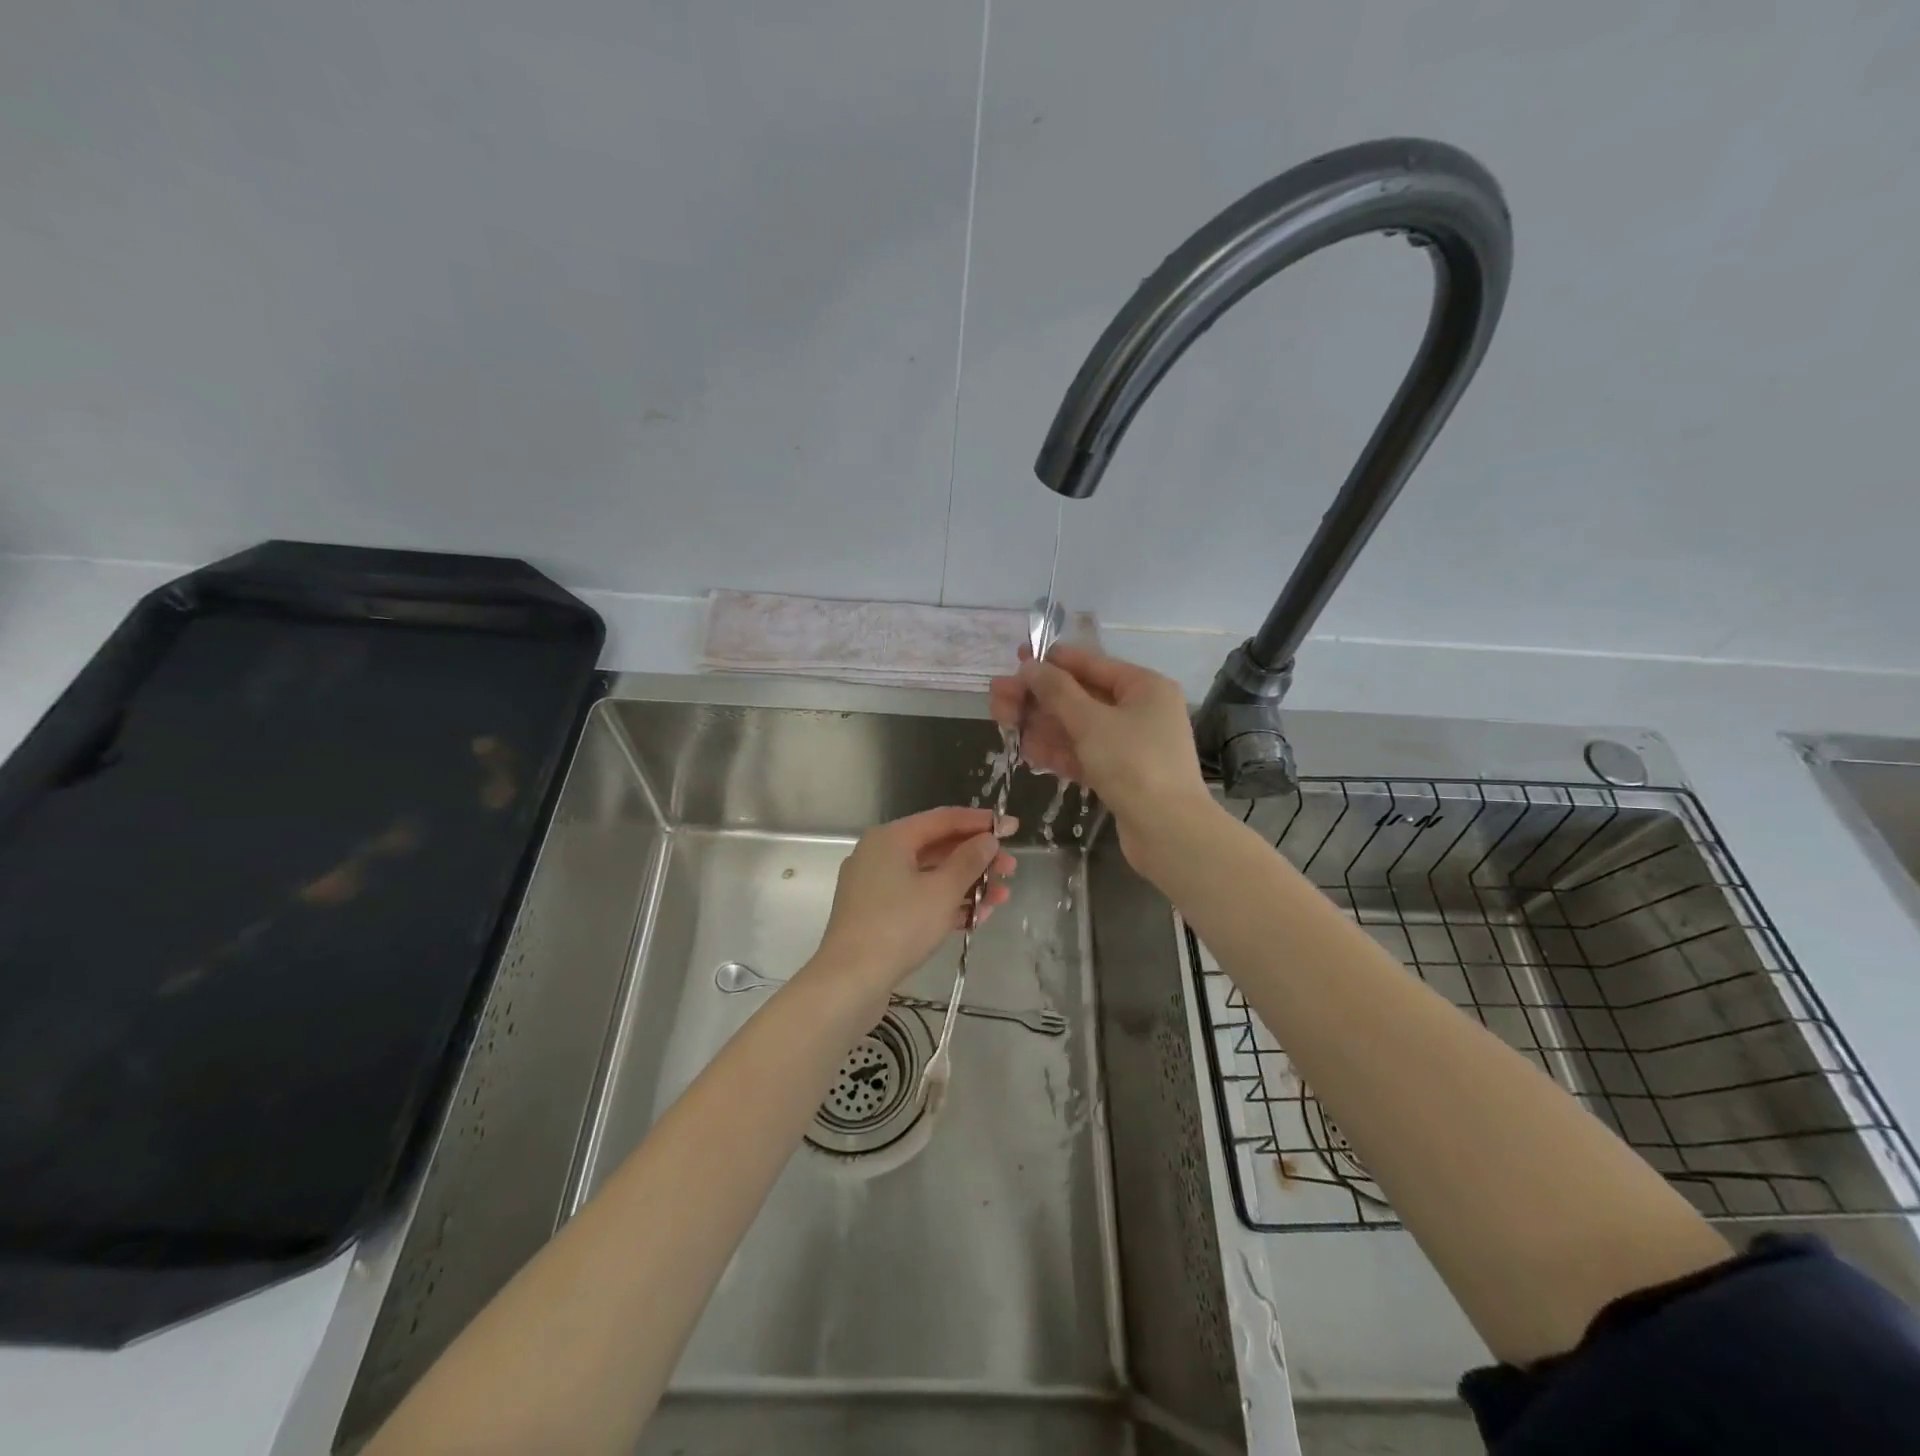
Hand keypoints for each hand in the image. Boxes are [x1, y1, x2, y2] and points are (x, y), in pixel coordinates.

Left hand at [811, 807, 1015, 1005]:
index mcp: (891, 838)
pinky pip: (919, 899)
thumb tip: (988, 839)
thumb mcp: (942, 891)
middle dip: (977, 859)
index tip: (1013, 827)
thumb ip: (969, 860)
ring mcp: (877, 886)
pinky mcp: (878, 915)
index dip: (981, 822)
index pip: (943, 819)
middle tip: (1010, 870)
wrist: (850, 981)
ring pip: (931, 876)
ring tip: (1000, 899)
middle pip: (938, 848)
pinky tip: (976, 918)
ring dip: (967, 885)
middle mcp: (880, 854)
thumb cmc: (898, 926)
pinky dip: (946, 905)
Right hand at [989, 644, 1214, 872]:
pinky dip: (1057, 751)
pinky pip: (1084, 754)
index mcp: (1143, 687)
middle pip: (1080, 697)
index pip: (1091, 664)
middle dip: (1038, 698)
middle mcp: (1139, 710)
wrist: (1169, 832)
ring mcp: (1130, 745)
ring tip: (1003, 724)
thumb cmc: (1133, 764)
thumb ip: (1057, 691)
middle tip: (997, 699)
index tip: (1016, 659)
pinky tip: (1026, 750)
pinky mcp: (1121, 775)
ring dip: (1041, 725)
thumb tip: (1030, 666)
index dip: (1051, 662)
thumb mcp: (1090, 722)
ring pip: (1078, 728)